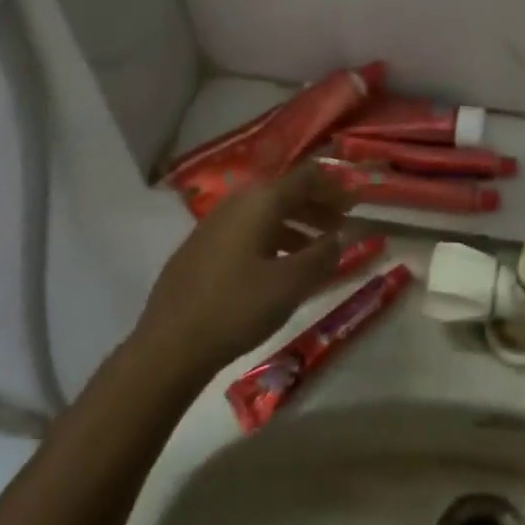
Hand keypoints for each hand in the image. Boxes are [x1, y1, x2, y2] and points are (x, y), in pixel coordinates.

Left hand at [133, 164, 359, 381]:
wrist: (168, 346)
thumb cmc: (237, 307)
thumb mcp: (291, 283)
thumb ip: (323, 255)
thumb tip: (341, 237)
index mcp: (259, 202)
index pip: (306, 177)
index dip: (334, 186)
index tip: (356, 202)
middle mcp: (235, 204)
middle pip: (285, 193)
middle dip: (317, 206)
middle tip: (341, 227)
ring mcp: (213, 226)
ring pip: (264, 215)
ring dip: (296, 226)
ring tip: (316, 251)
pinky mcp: (200, 250)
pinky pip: (246, 233)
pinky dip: (272, 240)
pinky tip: (279, 268)